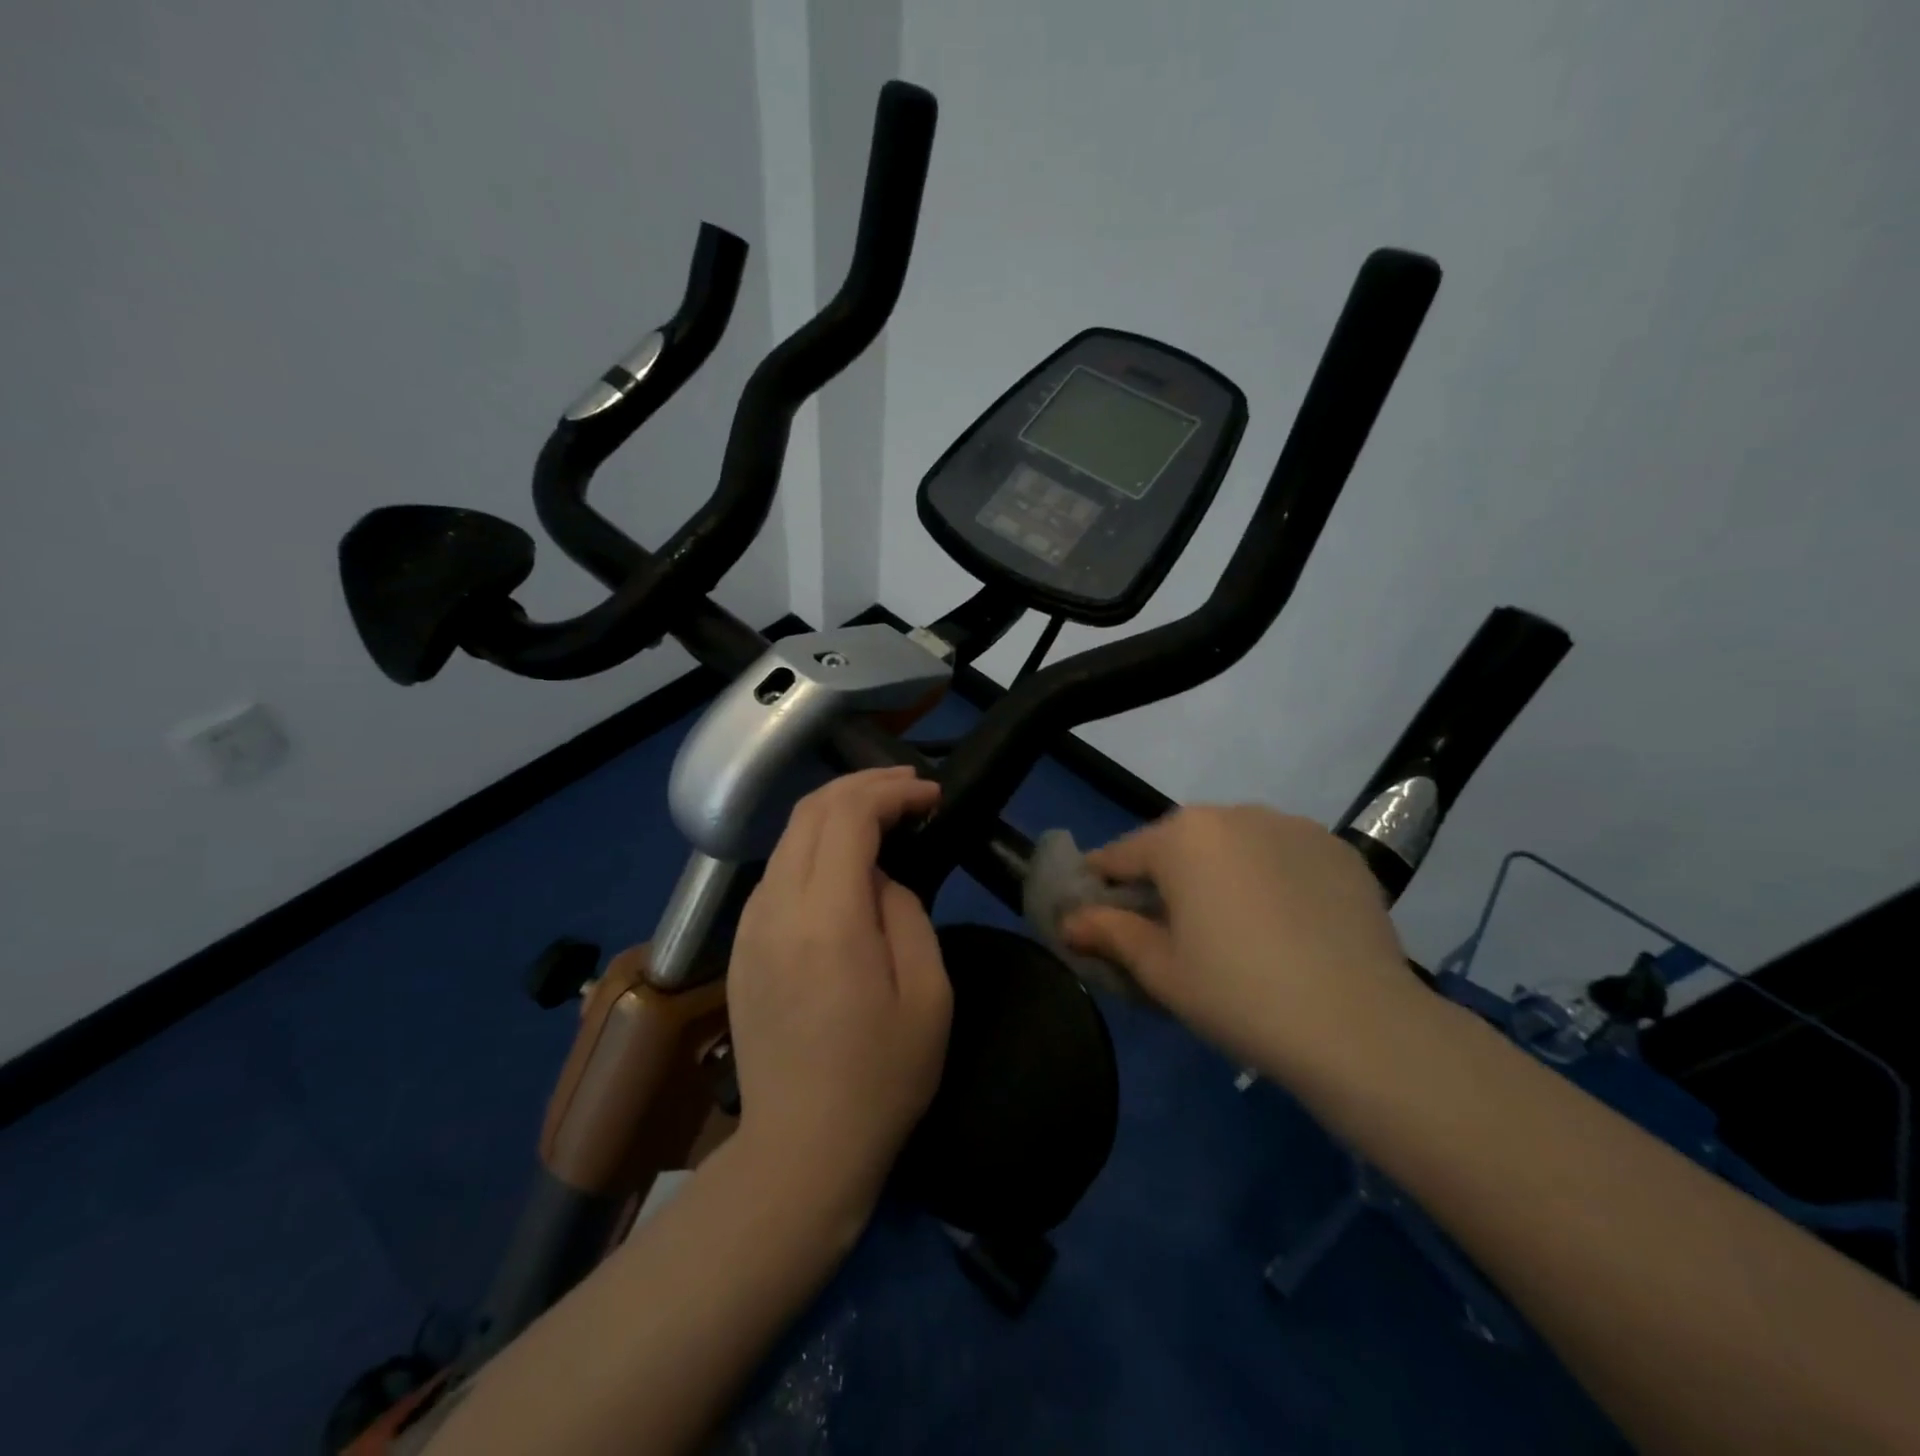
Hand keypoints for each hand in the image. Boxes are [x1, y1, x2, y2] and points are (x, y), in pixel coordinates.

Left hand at [725, 767, 952, 1212]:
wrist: (800, 1149)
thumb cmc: (880, 1078)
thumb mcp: (927, 995)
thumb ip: (906, 914)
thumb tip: (879, 878)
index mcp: (826, 920)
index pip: (848, 816)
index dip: (891, 791)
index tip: (930, 795)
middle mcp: (776, 909)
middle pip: (810, 811)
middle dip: (862, 786)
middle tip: (908, 789)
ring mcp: (748, 927)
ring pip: (788, 836)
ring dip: (836, 812)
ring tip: (882, 816)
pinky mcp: (740, 947)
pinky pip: (777, 872)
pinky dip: (813, 846)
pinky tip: (842, 863)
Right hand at [1063, 805, 1416, 1071]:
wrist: (1360, 1025)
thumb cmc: (1238, 994)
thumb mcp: (1161, 970)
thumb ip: (1109, 933)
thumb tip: (1069, 920)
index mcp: (1181, 837)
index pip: (1120, 855)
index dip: (1101, 886)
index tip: (1096, 916)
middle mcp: (1232, 813)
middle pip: (1177, 844)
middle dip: (1164, 879)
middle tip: (1169, 932)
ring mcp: (1290, 825)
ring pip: (1231, 845)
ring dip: (1218, 874)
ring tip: (1234, 929)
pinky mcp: (1336, 847)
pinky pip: (1281, 854)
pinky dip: (1268, 877)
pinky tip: (1283, 924)